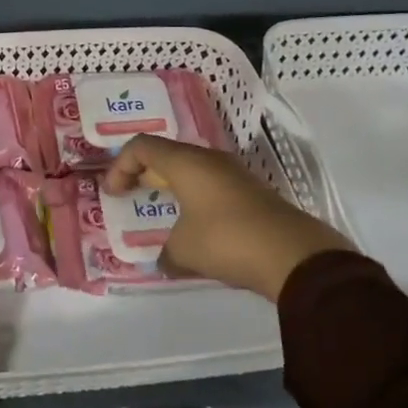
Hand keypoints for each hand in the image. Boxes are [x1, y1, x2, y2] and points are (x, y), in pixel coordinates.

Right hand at [102, 135, 352, 301]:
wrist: (295, 257)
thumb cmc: (227, 241)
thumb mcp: (184, 251)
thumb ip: (166, 252)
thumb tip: (164, 260)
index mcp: (185, 163)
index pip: (142, 147)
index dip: (120, 166)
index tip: (112, 194)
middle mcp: (208, 160)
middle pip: (166, 154)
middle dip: (143, 172)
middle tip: (130, 193)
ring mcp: (234, 174)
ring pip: (191, 169)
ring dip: (171, 185)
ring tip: (161, 210)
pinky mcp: (252, 193)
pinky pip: (211, 185)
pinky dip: (194, 197)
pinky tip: (194, 225)